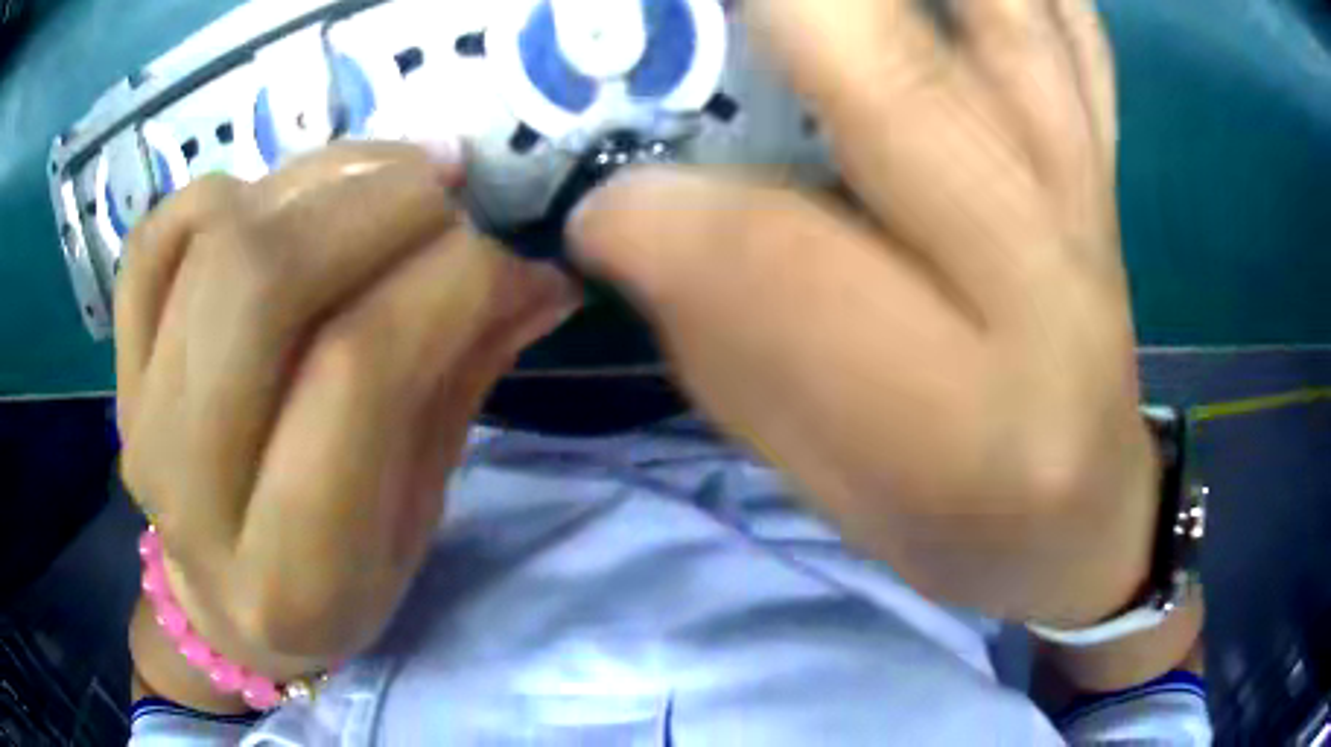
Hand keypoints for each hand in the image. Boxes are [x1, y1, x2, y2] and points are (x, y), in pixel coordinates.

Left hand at [117, 142, 575, 692]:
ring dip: (323, 178)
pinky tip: (295, 201)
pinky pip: (159, 233)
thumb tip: (534, 273)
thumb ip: (460, 387)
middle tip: (453, 192)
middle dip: (381, 203)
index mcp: (291, 573)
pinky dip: (239, 189)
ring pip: (214, 235)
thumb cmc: (334, 587)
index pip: (358, 372)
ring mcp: (137, 414)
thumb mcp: (416, 522)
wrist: (221, 604)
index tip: (515, 260)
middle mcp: (190, 488)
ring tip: (393, 178)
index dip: (452, 282)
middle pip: (263, 278)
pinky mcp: (119, 364)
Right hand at [572, 0, 1152, 625]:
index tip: (597, 200)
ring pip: (1014, 15)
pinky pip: (1070, 26)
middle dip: (786, 10)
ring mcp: (1089, 193)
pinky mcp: (1104, 160)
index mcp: (965, 412)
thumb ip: (725, 349)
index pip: (784, 267)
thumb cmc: (958, 517)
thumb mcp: (825, 482)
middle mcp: (1047, 276)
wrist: (1086, 507)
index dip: (665, 214)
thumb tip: (622, 214)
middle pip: (903, 79)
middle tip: (670, 9)